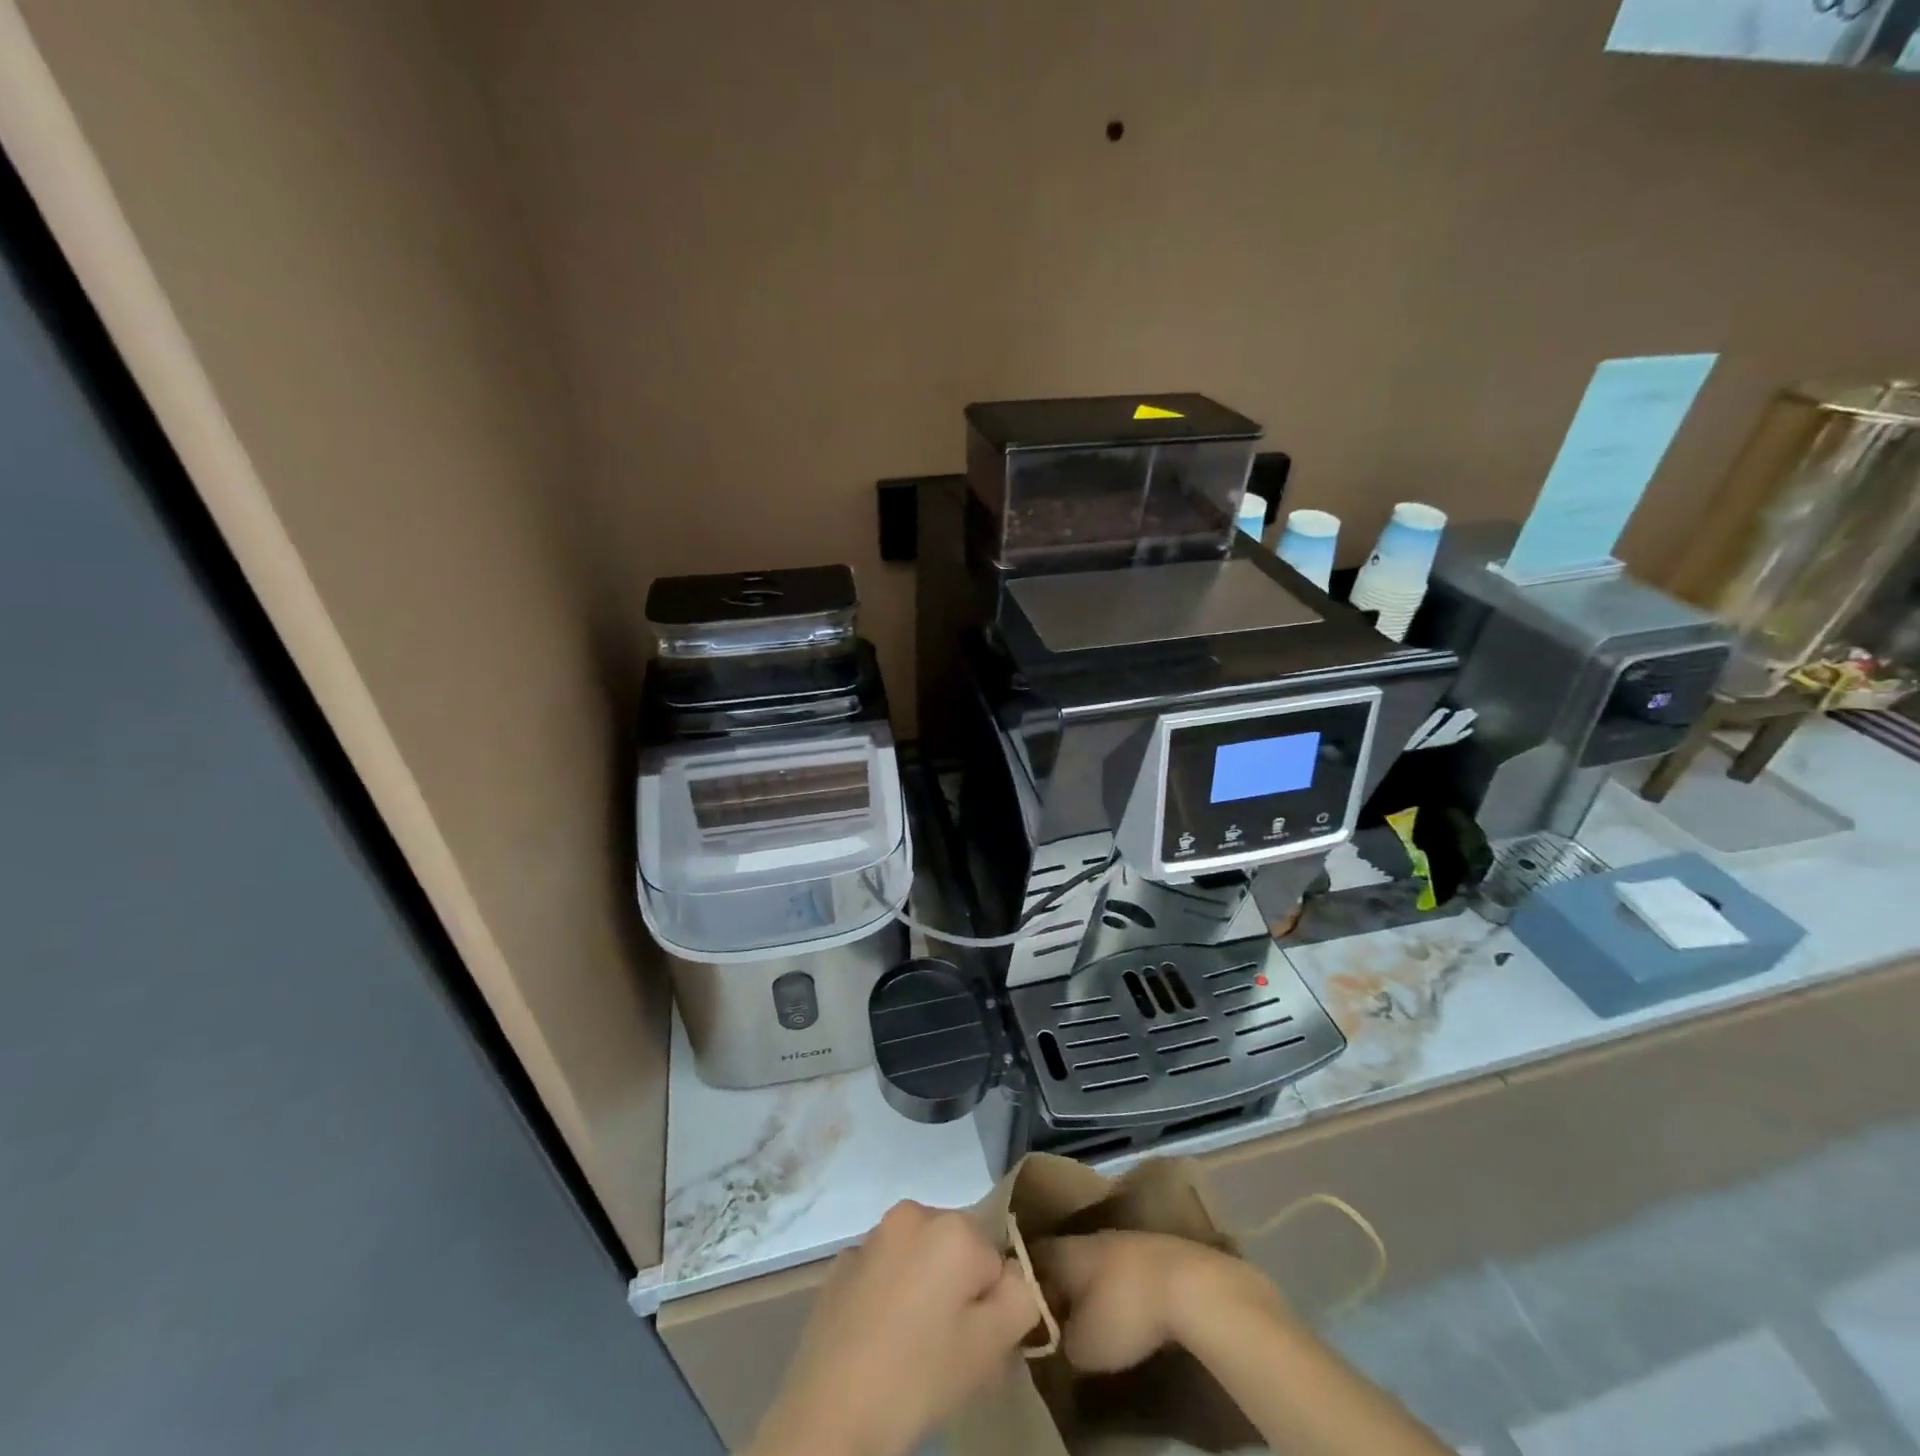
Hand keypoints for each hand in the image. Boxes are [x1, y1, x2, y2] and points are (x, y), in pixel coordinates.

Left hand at [749, 1200, 1040, 1455]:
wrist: (830, 1412)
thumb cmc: (919, 1374)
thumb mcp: (992, 1345)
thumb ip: (1021, 1298)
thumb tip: (1015, 1278)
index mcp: (952, 1226)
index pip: (995, 1261)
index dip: (992, 1305)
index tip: (978, 1344)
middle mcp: (912, 1214)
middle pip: (956, 1252)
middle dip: (959, 1292)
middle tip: (949, 1350)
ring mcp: (871, 1237)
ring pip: (918, 1260)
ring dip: (924, 1292)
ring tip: (914, 1349)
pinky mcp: (840, 1265)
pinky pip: (883, 1274)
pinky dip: (889, 1297)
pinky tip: (880, 1343)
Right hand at [1032, 1231, 1286, 1372]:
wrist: (1188, 1286)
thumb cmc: (1124, 1313)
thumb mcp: (1081, 1347)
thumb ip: (1060, 1341)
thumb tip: (1056, 1338)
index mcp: (1063, 1251)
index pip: (1030, 1258)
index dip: (1021, 1280)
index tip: (1017, 1302)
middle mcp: (1089, 1237)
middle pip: (1064, 1257)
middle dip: (1058, 1283)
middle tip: (1052, 1312)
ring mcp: (1123, 1239)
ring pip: (1095, 1262)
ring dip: (1090, 1285)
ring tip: (1087, 1314)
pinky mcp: (1153, 1252)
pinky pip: (1122, 1269)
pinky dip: (1118, 1287)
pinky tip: (1123, 1309)